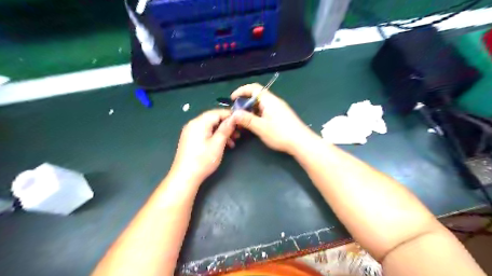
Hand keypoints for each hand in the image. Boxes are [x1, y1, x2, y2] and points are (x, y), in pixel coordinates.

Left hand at [170, 108, 236, 182]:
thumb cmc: (203, 160)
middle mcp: (193, 124)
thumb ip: (226, 128)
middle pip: (213, 119)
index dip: (230, 116)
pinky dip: (215, 136)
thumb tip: (234, 117)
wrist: (185, 177)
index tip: (241, 121)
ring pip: (210, 126)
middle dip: (227, 125)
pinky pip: (205, 133)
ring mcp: (190, 132)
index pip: (217, 112)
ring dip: (222, 132)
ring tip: (233, 141)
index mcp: (199, 122)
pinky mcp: (190, 139)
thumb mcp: (218, 143)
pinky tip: (223, 145)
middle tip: (238, 133)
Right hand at [233, 83, 312, 154]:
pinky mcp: (281, 115)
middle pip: (256, 96)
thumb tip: (234, 113)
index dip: (241, 90)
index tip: (232, 98)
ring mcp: (279, 108)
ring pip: (261, 105)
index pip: (253, 88)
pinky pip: (266, 110)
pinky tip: (255, 124)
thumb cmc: (281, 133)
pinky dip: (258, 114)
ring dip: (251, 110)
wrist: (301, 142)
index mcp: (269, 100)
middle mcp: (274, 101)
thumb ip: (247, 119)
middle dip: (245, 103)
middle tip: (237, 113)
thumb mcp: (261, 127)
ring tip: (244, 120)